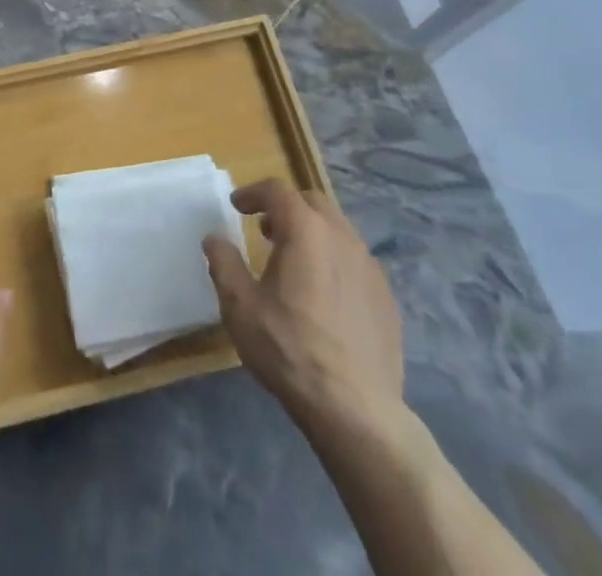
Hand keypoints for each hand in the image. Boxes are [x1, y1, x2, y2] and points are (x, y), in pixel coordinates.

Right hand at [202, 179, 403, 434]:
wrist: (356, 410)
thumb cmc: (289, 350)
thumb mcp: (240, 307)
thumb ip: (223, 263)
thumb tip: (215, 238)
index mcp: (305, 231)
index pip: (277, 191)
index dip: (253, 193)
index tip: (237, 206)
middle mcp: (342, 237)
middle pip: (312, 203)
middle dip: (286, 208)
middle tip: (265, 230)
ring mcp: (370, 267)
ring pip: (338, 231)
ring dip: (312, 233)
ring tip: (293, 262)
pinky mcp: (387, 297)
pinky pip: (356, 262)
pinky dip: (334, 261)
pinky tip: (324, 296)